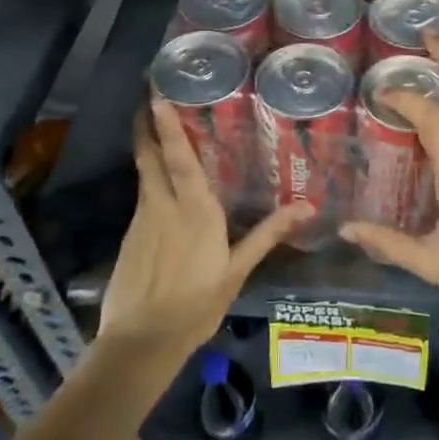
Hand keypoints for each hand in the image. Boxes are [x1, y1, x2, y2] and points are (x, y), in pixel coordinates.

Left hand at [99, 101, 309, 353]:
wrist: (140, 343)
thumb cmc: (195, 305)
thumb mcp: (237, 271)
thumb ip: (268, 234)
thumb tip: (308, 206)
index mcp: (193, 211)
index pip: (178, 158)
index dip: (166, 126)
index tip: (157, 96)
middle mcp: (163, 206)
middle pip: (149, 157)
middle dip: (146, 126)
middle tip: (148, 97)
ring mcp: (141, 221)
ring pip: (144, 174)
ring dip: (146, 148)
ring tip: (156, 128)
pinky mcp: (130, 237)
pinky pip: (142, 197)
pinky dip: (149, 179)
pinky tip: (159, 185)